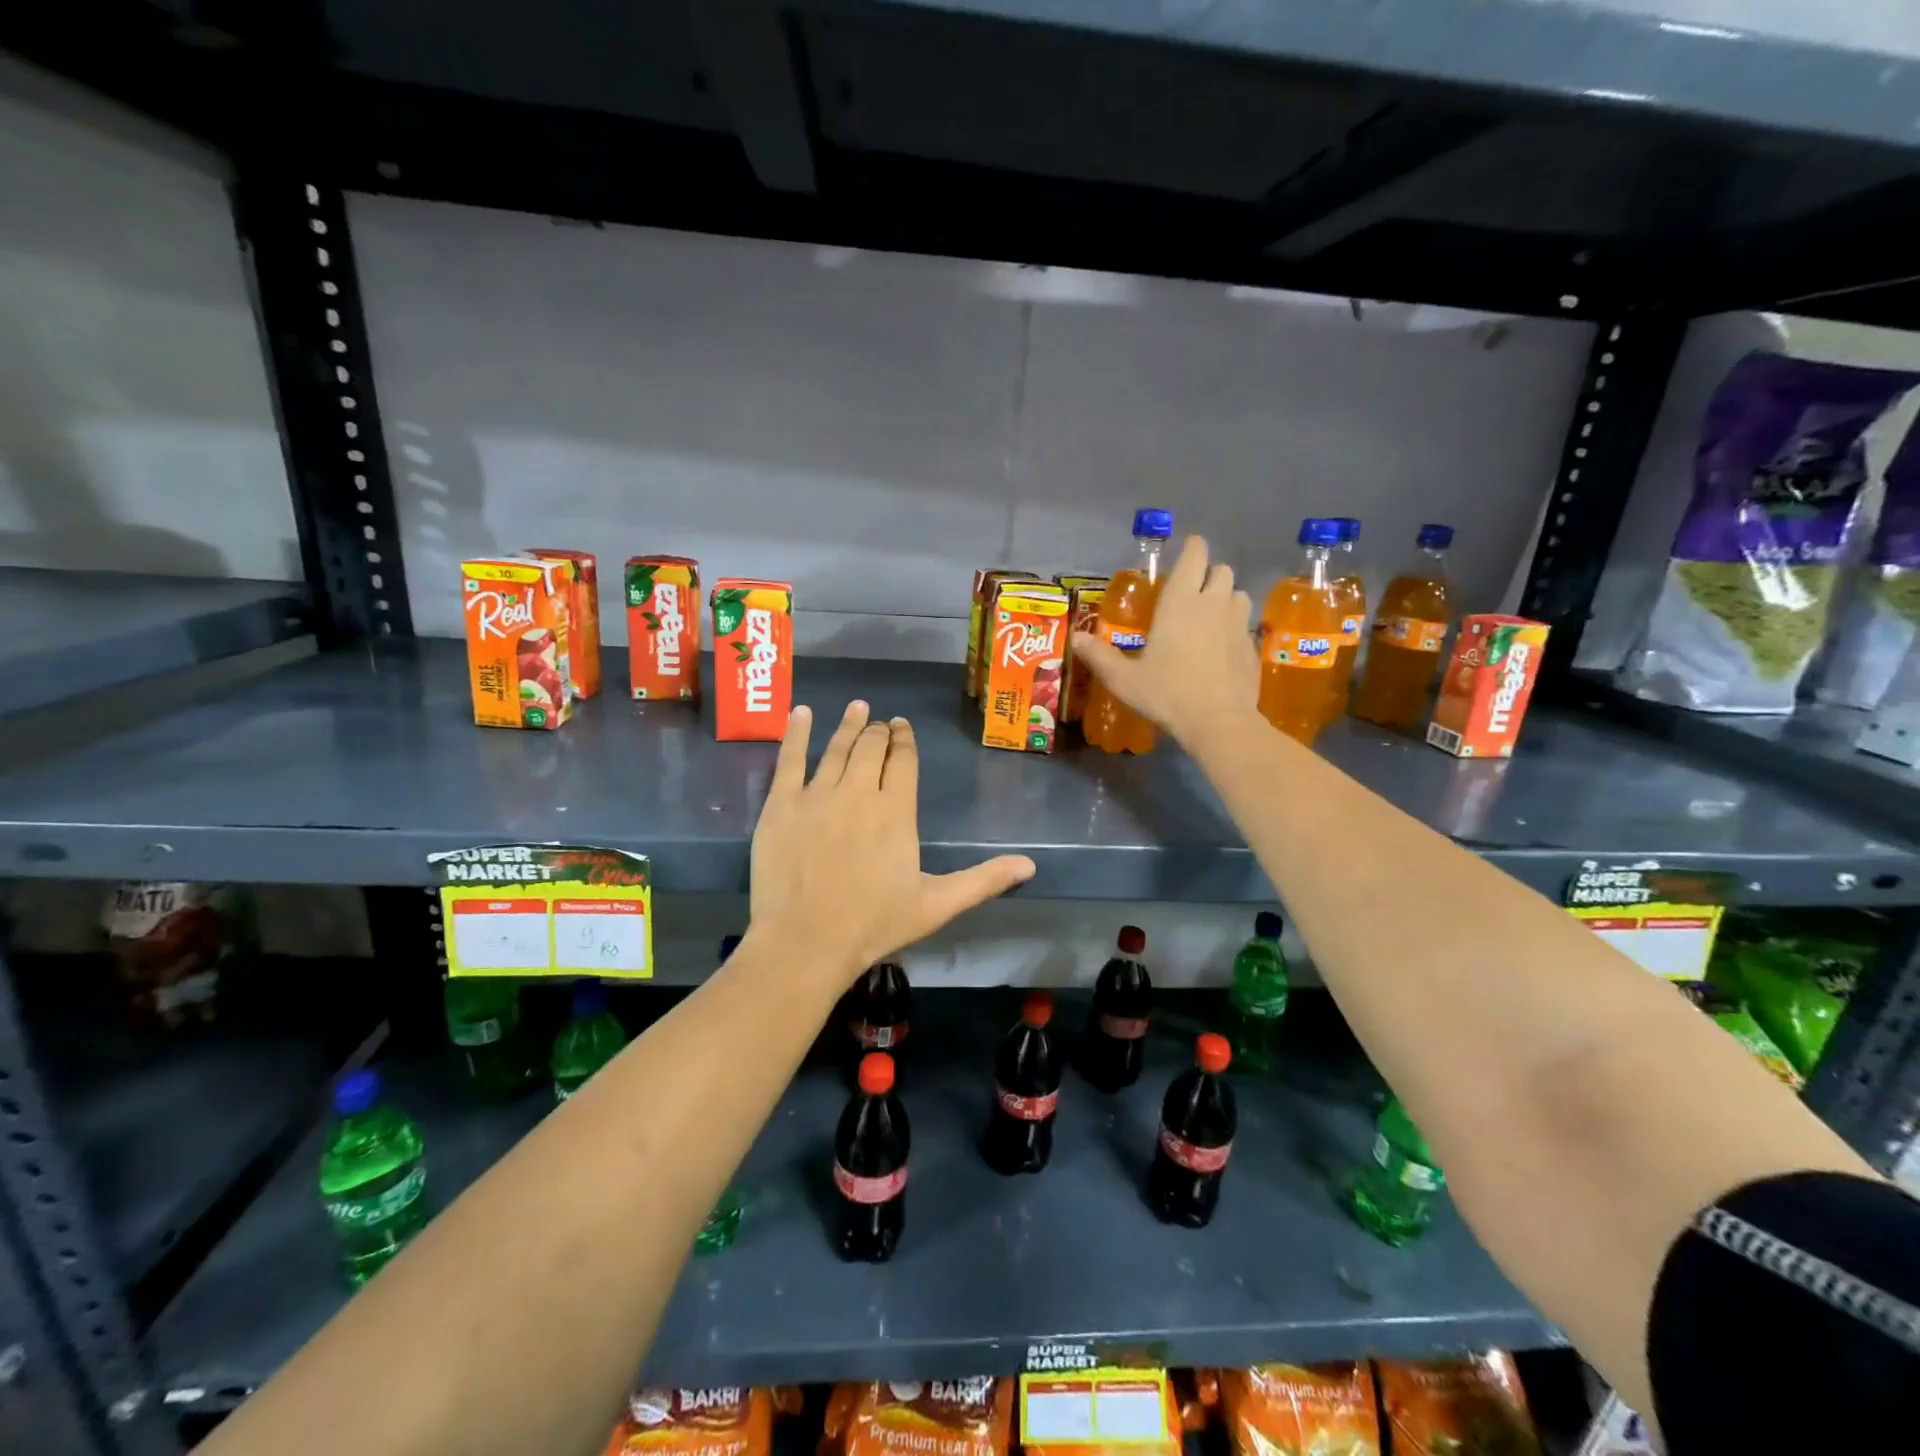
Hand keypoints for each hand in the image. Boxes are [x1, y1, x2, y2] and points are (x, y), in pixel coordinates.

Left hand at [747, 701, 1035, 984]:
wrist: (807, 941)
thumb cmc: (874, 924)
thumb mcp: (937, 905)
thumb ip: (983, 881)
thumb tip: (1030, 865)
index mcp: (896, 811)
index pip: (904, 762)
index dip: (905, 741)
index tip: (903, 727)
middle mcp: (859, 792)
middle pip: (871, 748)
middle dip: (879, 731)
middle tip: (881, 723)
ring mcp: (817, 795)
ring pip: (837, 748)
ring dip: (849, 725)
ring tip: (857, 706)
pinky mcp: (782, 804)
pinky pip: (789, 758)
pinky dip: (796, 732)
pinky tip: (801, 712)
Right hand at [1071, 535, 1260, 748]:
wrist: (1219, 722)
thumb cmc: (1167, 693)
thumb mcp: (1124, 679)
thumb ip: (1100, 656)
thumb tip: (1076, 638)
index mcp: (1180, 601)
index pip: (1195, 555)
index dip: (1192, 548)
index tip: (1185, 552)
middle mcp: (1213, 603)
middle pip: (1221, 570)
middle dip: (1208, 574)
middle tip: (1192, 592)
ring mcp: (1237, 624)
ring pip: (1238, 594)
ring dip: (1225, 598)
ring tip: (1209, 618)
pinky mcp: (1252, 646)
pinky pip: (1245, 625)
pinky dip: (1234, 628)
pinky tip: (1222, 649)